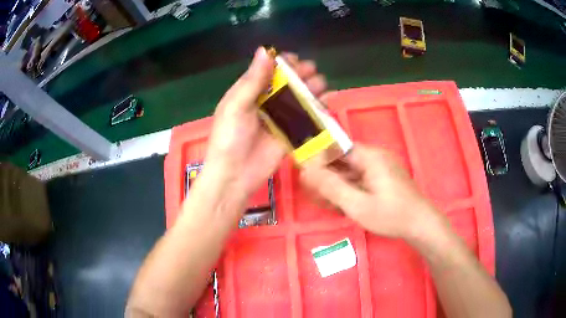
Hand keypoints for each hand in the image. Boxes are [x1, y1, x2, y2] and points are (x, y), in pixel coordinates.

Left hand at [204, 47, 328, 201]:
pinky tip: (326, 103)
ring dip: (311, 89)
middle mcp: (265, 102)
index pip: (268, 70)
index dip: (282, 63)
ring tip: (321, 85)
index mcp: (249, 92)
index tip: (295, 60)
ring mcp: (279, 119)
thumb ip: (253, 79)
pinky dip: (316, 110)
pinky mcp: (290, 134)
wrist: (234, 176)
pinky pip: (305, 119)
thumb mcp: (237, 106)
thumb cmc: (229, 138)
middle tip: (311, 72)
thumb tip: (265, 49)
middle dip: (300, 75)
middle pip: (286, 83)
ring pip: (298, 99)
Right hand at [301, 144, 442, 238]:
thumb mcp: (358, 205)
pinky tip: (343, 205)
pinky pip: (360, 179)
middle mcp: (375, 156)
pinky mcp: (383, 178)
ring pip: (350, 171)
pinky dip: (349, 189)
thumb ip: (331, 187)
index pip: (336, 148)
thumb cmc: (391, 215)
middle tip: (317, 197)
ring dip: (337, 186)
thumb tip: (306, 170)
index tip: (307, 178)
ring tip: (329, 204)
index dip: (319, 160)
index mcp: (370, 156)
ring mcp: (380, 167)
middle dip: (327, 178)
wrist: (420, 225)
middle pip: (342, 160)